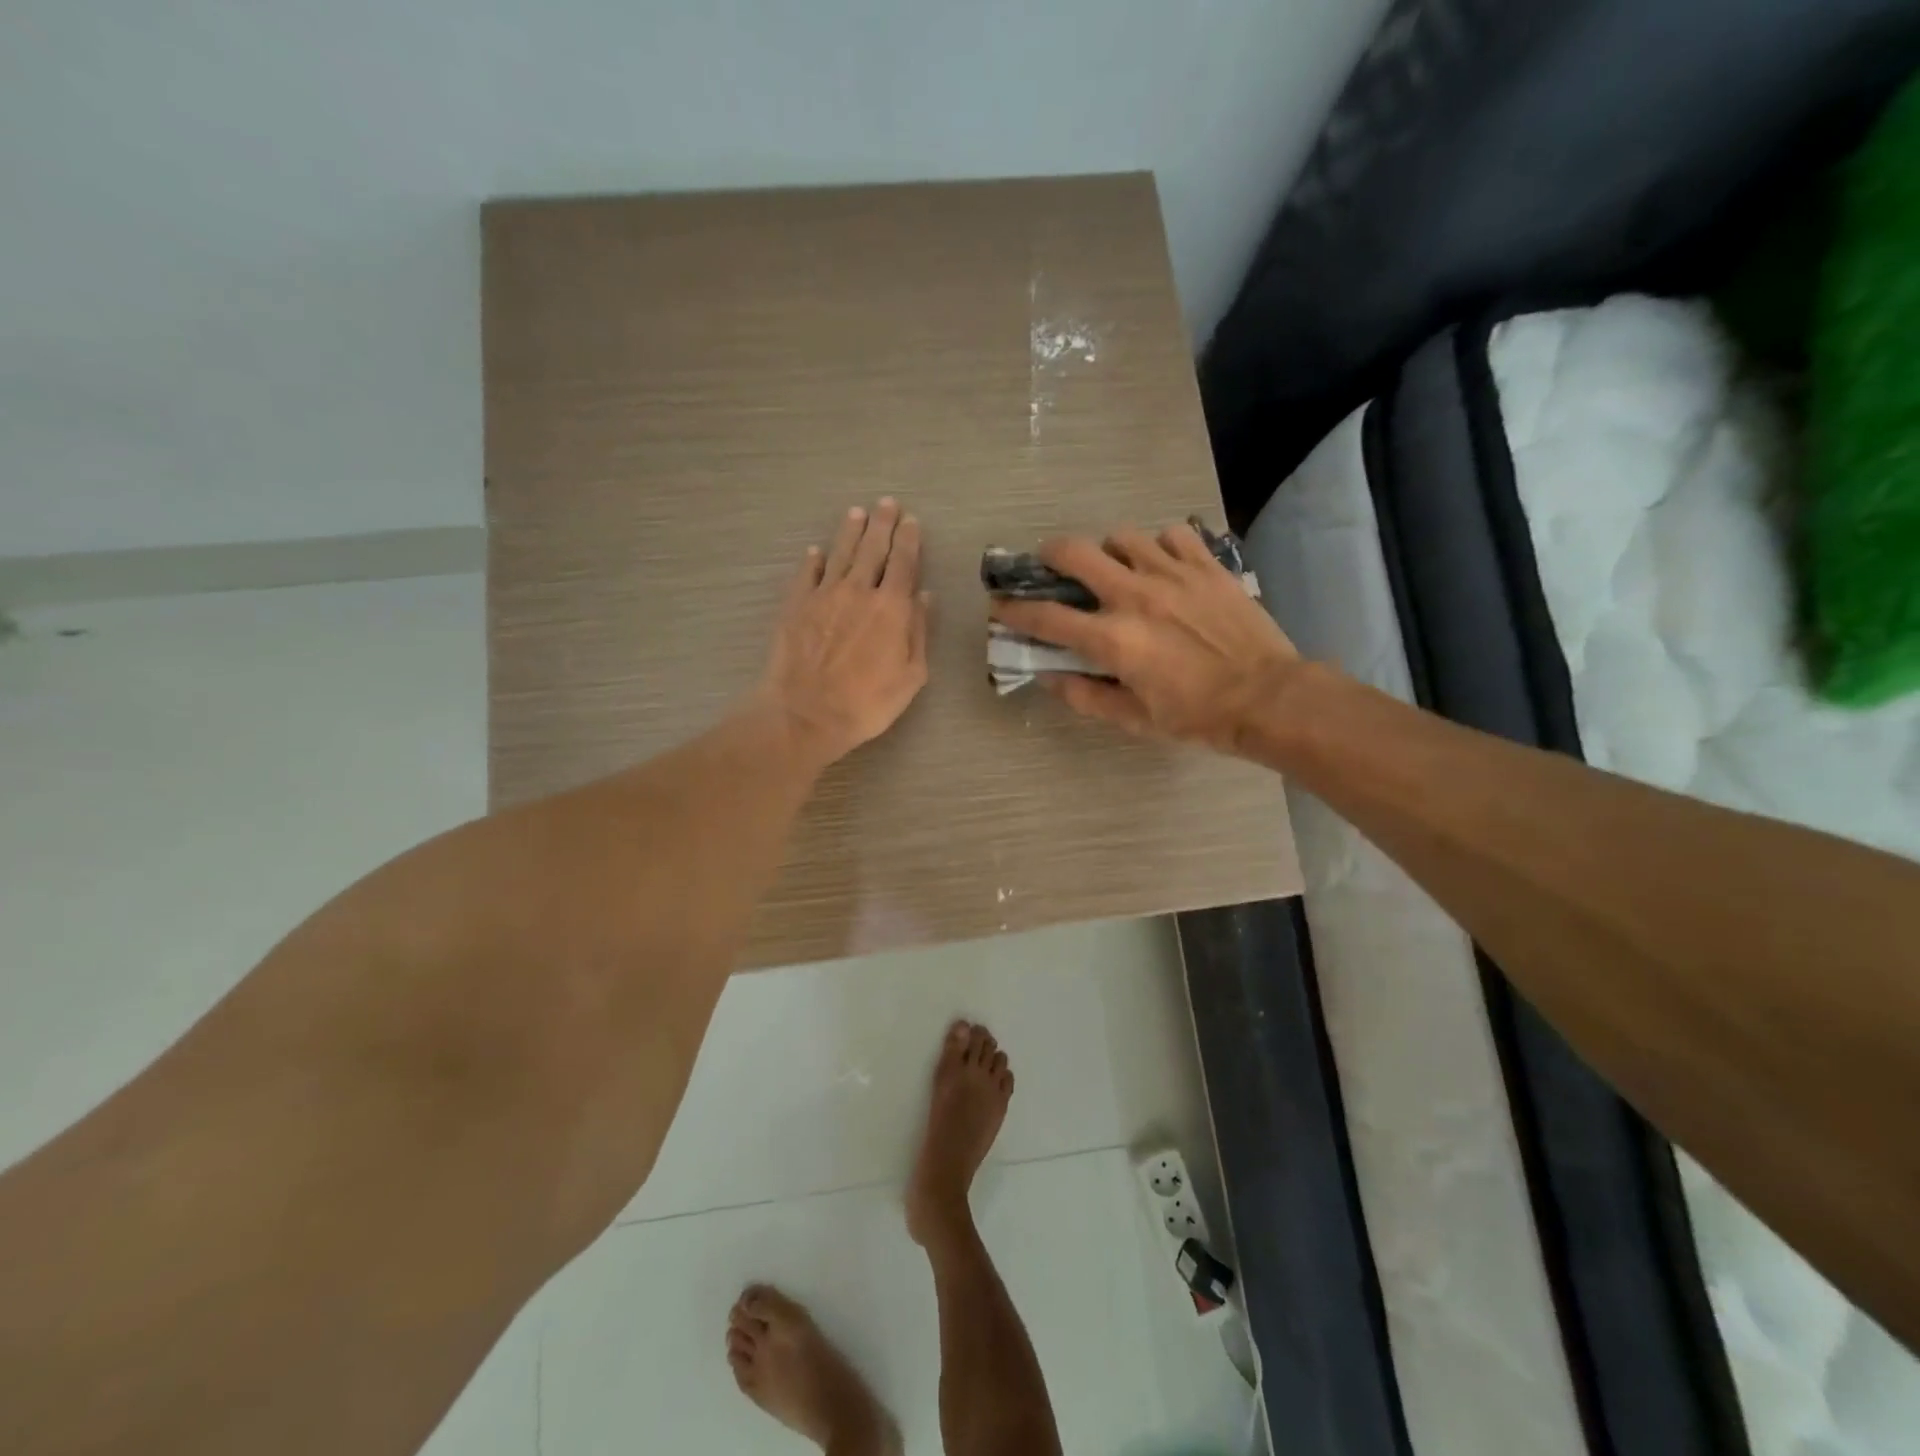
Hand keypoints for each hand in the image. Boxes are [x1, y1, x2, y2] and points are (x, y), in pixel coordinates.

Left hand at [758, 498, 929, 767]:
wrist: (806, 714)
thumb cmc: (866, 703)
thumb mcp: (910, 676)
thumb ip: (918, 632)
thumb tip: (924, 596)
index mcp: (891, 608)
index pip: (903, 563)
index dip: (909, 540)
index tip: (911, 521)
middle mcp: (858, 591)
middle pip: (872, 549)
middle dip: (882, 524)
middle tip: (887, 504)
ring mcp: (823, 595)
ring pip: (840, 553)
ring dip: (850, 532)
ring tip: (857, 513)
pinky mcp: (795, 606)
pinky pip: (806, 574)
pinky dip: (813, 560)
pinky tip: (817, 551)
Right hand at [989, 523, 1301, 756]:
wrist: (1268, 697)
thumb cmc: (1197, 716)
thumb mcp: (1134, 720)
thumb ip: (1085, 696)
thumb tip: (1049, 677)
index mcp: (1112, 639)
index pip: (1046, 617)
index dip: (1015, 611)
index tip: (1000, 606)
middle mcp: (1134, 596)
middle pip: (1074, 553)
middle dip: (1050, 554)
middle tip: (1050, 563)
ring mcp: (1172, 573)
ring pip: (1122, 536)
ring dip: (1108, 549)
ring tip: (1115, 564)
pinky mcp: (1206, 565)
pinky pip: (1172, 534)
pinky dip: (1159, 545)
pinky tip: (1162, 563)